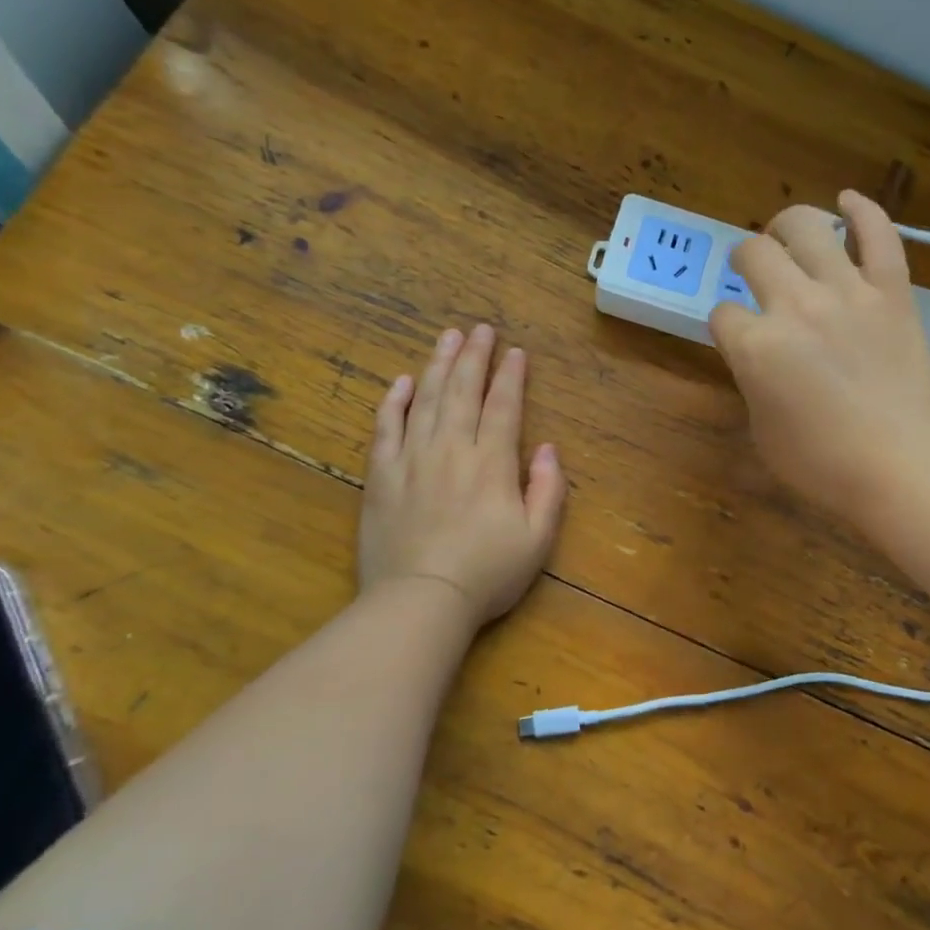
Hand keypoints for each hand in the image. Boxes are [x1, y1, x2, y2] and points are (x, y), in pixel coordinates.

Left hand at [359, 325, 565, 624]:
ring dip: (437, 365)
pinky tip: (401, 381)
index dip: (511, 376)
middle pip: (463, 391)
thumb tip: (547, 448)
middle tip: (479, 329)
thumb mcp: (538, 539)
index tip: (515, 351)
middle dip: (473, 357)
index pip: (504, 406)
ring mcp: (412, 460)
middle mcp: (452, 449)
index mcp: (492, 463)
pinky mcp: (381, 476)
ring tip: (446, 337)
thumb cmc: (487, 574)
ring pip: (425, 400)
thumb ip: (548, 489)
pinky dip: (393, 402)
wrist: (420, 600)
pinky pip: (385, 428)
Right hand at [710, 189, 929, 520]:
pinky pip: (879, 235)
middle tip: (749, 269)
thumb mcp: (763, 434)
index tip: (734, 336)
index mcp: (756, 347)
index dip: (724, 325)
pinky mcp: (892, 291)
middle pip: (754, 254)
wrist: (905, 466)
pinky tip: (847, 200)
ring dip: (787, 225)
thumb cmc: (825, 466)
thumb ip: (753, 385)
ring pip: (807, 229)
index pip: (721, 315)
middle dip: (744, 259)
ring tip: (785, 233)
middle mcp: (796, 306)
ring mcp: (847, 292)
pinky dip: (863, 210)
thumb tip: (759, 361)